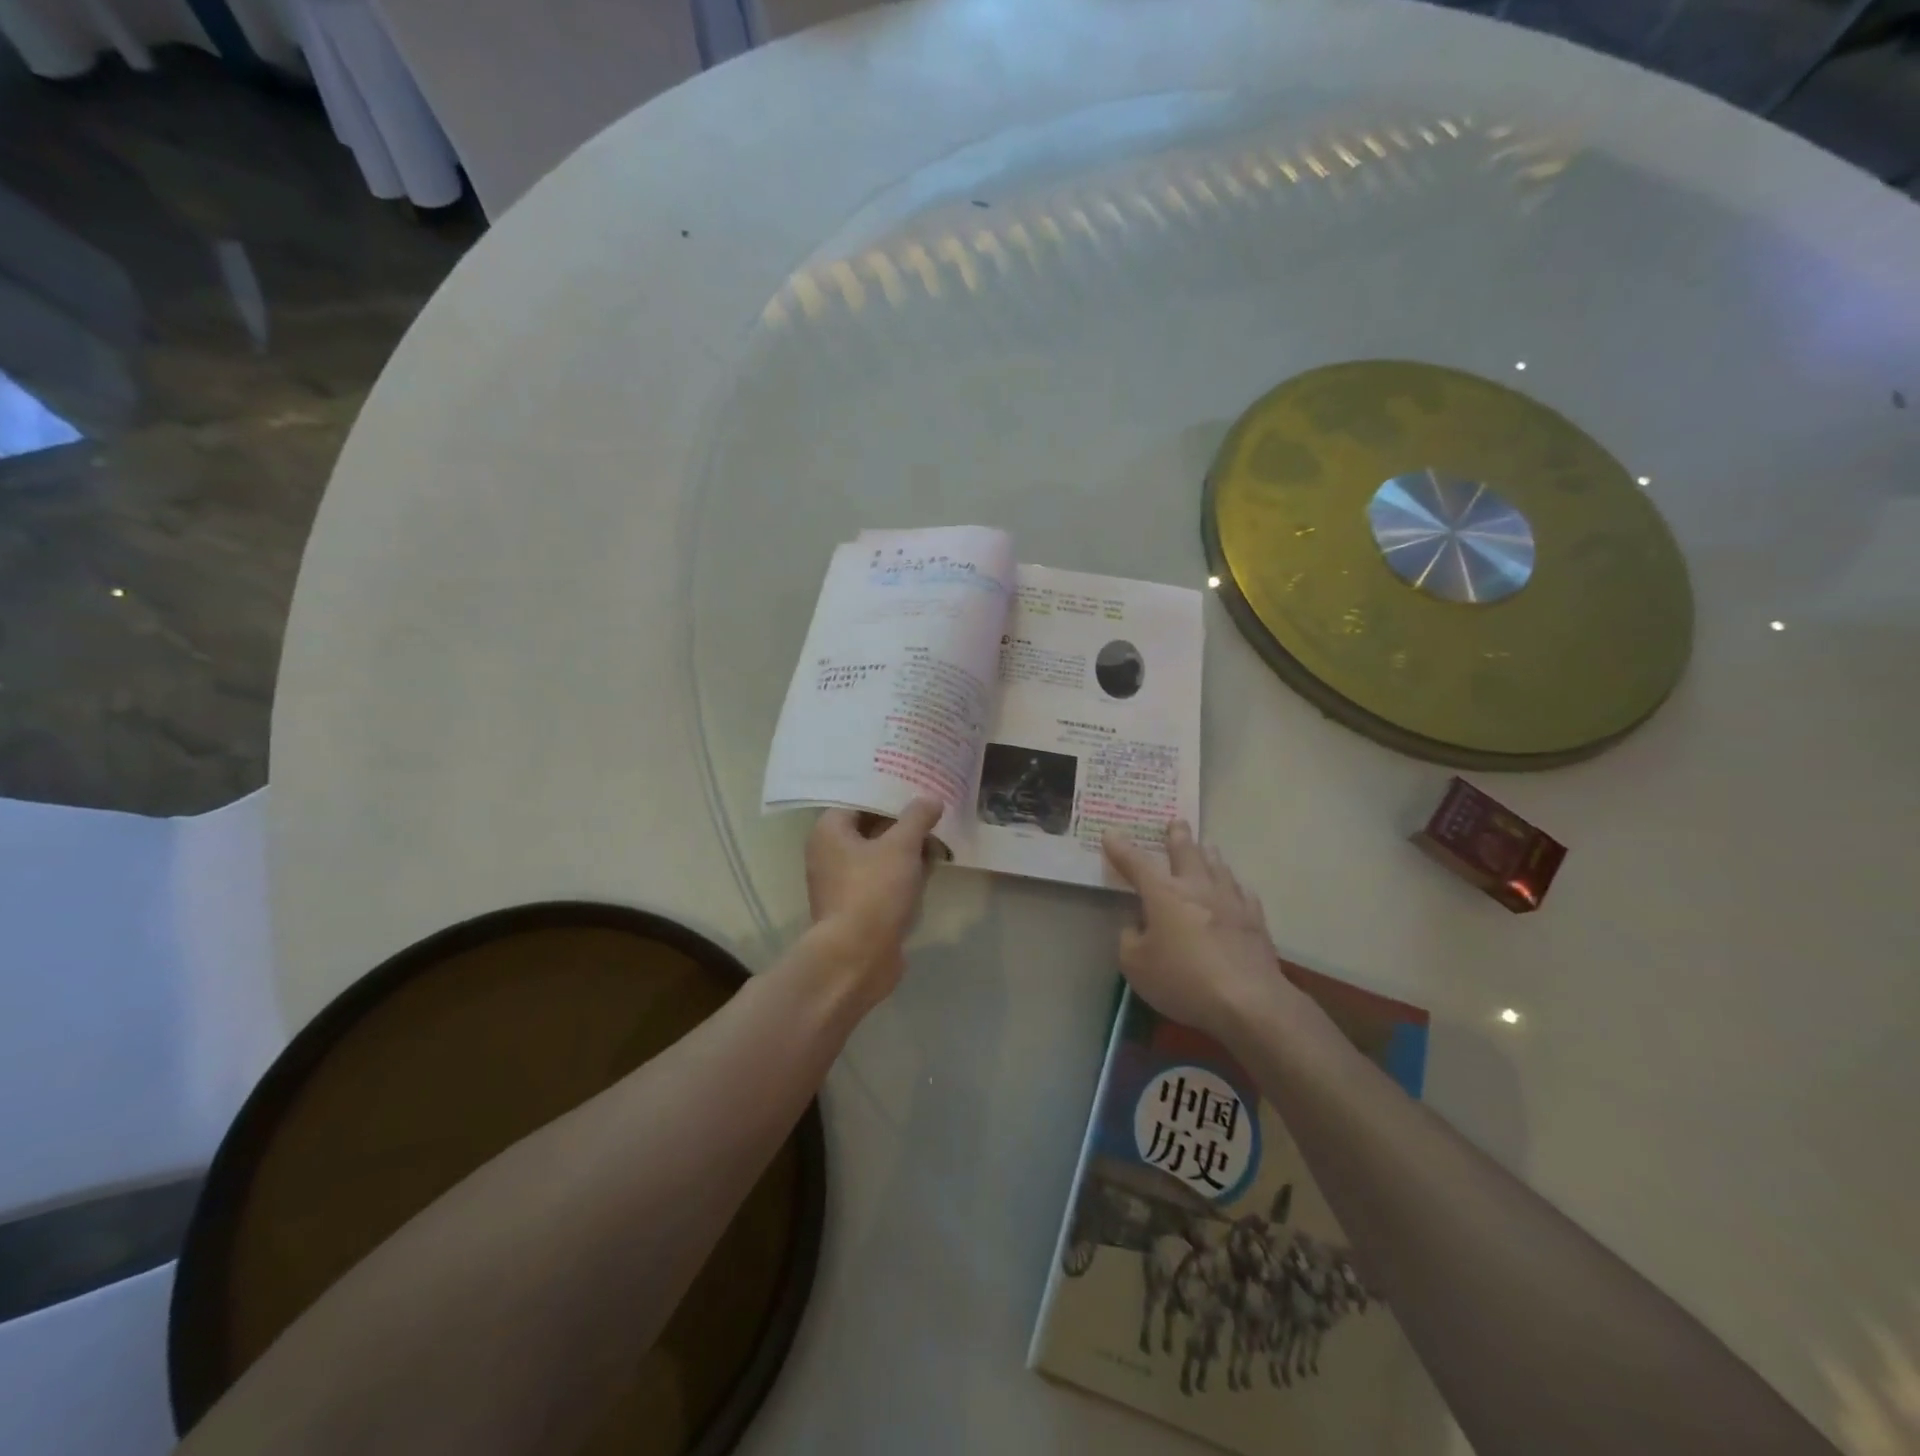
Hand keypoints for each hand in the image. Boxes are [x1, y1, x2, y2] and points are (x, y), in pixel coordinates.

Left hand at [804, 798, 943, 1004]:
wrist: (858, 957)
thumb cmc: (873, 890)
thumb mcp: (901, 846)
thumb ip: (917, 818)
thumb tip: (931, 799)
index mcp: (829, 831)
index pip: (859, 800)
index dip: (888, 793)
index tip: (916, 786)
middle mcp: (829, 854)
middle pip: (871, 828)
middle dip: (903, 822)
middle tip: (934, 810)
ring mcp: (842, 884)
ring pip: (879, 856)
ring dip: (907, 850)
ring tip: (939, 838)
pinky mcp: (858, 908)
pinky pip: (883, 881)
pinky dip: (904, 874)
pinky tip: (931, 869)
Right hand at [1103, 820, 1287, 1042]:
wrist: (1247, 1000)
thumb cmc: (1182, 980)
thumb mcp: (1135, 965)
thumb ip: (1129, 940)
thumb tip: (1137, 927)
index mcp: (1163, 893)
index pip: (1136, 863)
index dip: (1121, 848)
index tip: (1110, 833)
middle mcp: (1197, 887)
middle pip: (1186, 852)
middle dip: (1177, 836)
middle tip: (1176, 822)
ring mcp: (1230, 900)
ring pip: (1218, 866)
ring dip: (1208, 854)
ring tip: (1206, 847)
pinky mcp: (1254, 920)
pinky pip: (1242, 892)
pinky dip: (1233, 885)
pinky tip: (1235, 888)